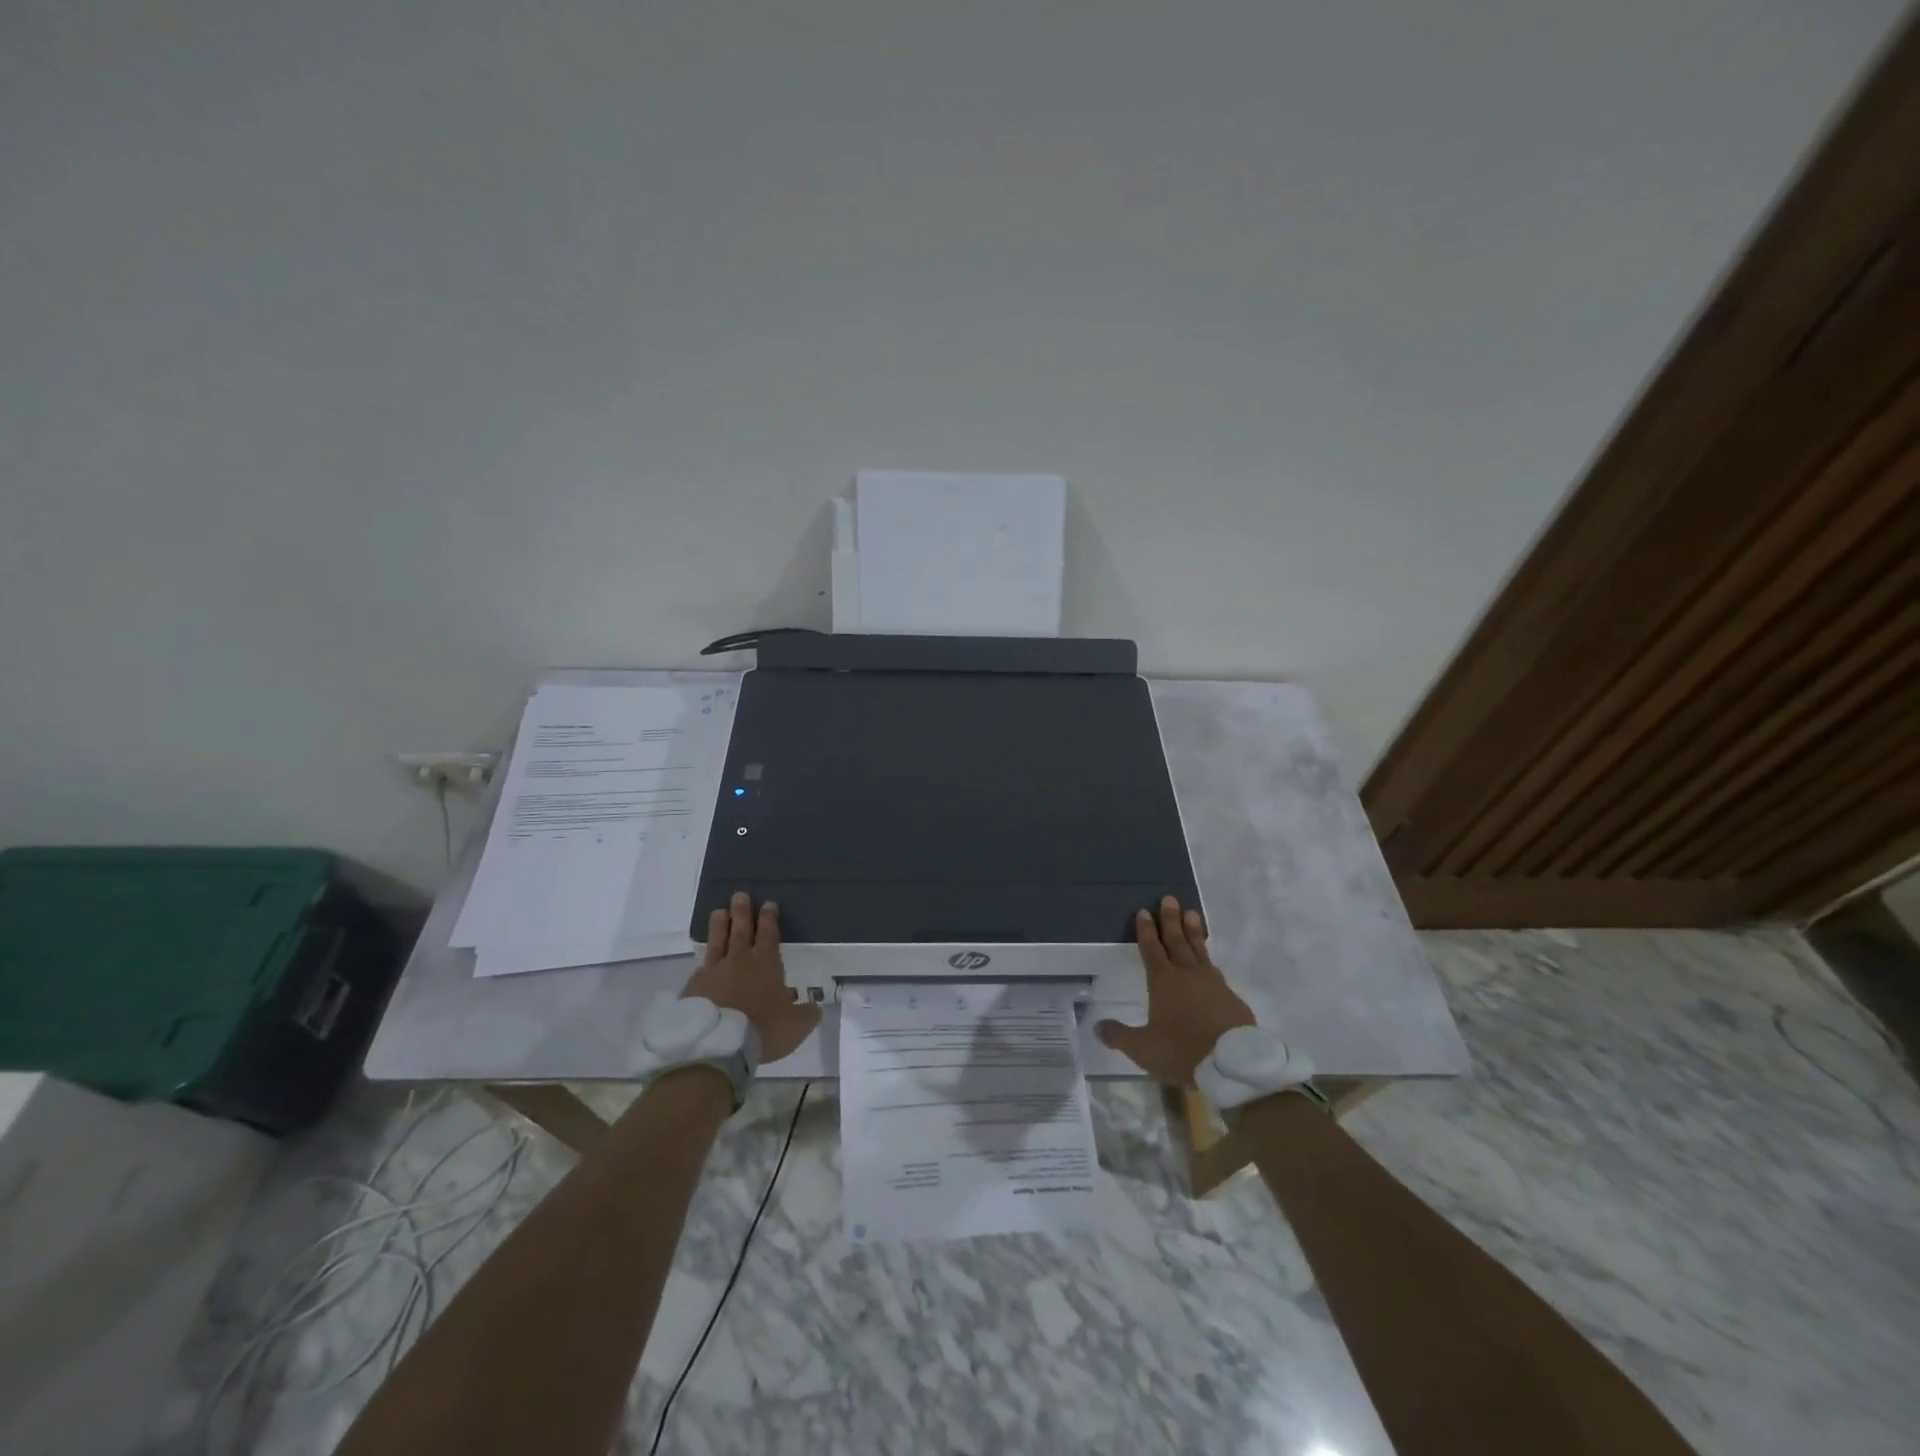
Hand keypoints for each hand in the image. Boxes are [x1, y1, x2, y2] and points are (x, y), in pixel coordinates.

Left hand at [680, 892, 820, 1063]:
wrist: (717, 1045)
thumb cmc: (762, 1030)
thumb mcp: (796, 1026)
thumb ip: (807, 1014)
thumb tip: (816, 1007)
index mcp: (766, 964)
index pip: (768, 934)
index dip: (769, 918)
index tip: (768, 904)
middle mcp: (739, 962)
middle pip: (740, 931)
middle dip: (741, 912)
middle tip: (739, 895)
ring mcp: (714, 972)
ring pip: (717, 943)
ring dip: (719, 927)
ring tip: (718, 912)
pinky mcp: (694, 988)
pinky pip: (700, 968)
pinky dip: (703, 960)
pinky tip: (702, 959)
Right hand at [1096, 896, 1254, 1084]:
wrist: (1233, 1065)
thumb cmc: (1183, 1052)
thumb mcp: (1143, 1049)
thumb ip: (1119, 1036)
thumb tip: (1097, 1026)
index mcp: (1164, 982)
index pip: (1152, 949)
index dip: (1146, 930)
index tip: (1144, 911)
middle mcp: (1188, 975)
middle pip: (1177, 941)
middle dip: (1171, 919)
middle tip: (1169, 898)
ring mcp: (1213, 983)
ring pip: (1200, 950)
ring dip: (1193, 932)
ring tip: (1192, 914)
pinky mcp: (1231, 997)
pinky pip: (1216, 971)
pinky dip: (1209, 961)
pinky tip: (1210, 963)